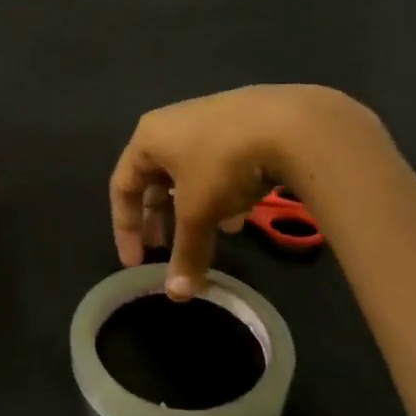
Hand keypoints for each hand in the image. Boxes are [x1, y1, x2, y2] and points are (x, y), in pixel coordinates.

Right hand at [110, 85, 374, 299]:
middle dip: (160, 219)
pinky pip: (217, 164)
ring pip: (189, 174)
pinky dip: (220, 193)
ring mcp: (209, 120)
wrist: (293, 123)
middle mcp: (172, 124)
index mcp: (148, 138)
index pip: (121, 187)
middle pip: (154, 180)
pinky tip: (239, 216)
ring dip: (193, 209)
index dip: (125, 229)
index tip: (136, 263)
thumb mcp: (199, 212)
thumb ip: (185, 252)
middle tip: (163, 251)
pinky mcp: (241, 123)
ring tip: (206, 237)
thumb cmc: (223, 164)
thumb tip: (177, 295)